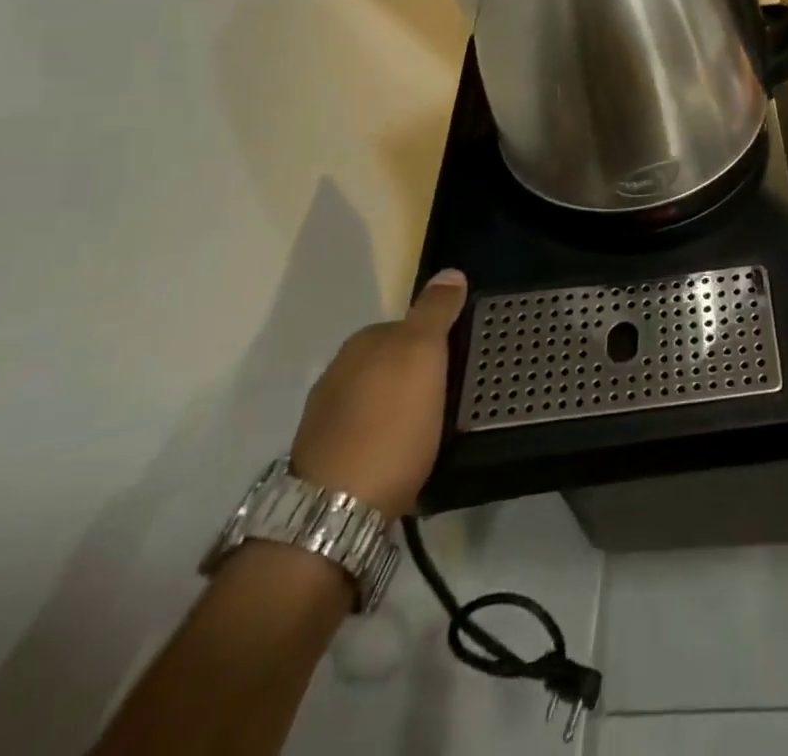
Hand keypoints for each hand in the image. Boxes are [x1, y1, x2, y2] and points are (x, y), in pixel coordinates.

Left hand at [289, 269, 467, 520]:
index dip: (438, 338)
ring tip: (434, 427)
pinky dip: (388, 438)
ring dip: (402, 407)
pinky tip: (405, 455)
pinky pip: (369, 434)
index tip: (462, 359)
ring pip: (378, 399)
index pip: (407, 325)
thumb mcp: (424, 355)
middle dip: (419, 373)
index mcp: (360, 344)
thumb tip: (449, 272)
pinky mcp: (326, 462)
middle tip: (455, 392)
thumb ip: (435, 312)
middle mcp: (337, 374)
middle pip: (390, 362)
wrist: (334, 514)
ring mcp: (326, 420)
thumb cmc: (389, 425)